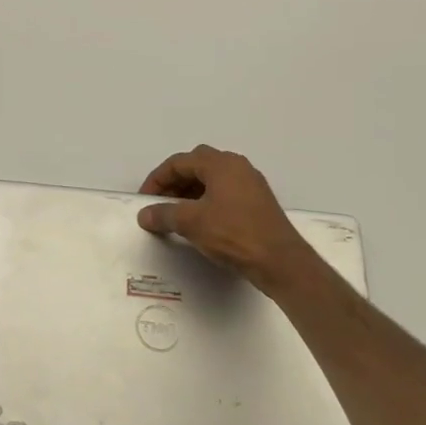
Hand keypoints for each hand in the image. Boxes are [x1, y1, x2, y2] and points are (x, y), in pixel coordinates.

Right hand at [136, 144, 328, 293]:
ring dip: (190, 193)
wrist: (281, 262)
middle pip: (196, 166)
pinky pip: (225, 193)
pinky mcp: (258, 203)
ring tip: (177, 214)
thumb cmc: (233, 234)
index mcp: (221, 164)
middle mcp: (237, 167)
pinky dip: (206, 201)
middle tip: (160, 202)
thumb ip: (163, 214)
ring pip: (212, 180)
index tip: (145, 200)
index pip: (179, 162)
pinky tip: (200, 222)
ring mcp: (251, 184)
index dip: (157, 179)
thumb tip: (144, 214)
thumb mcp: (191, 222)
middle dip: (174, 182)